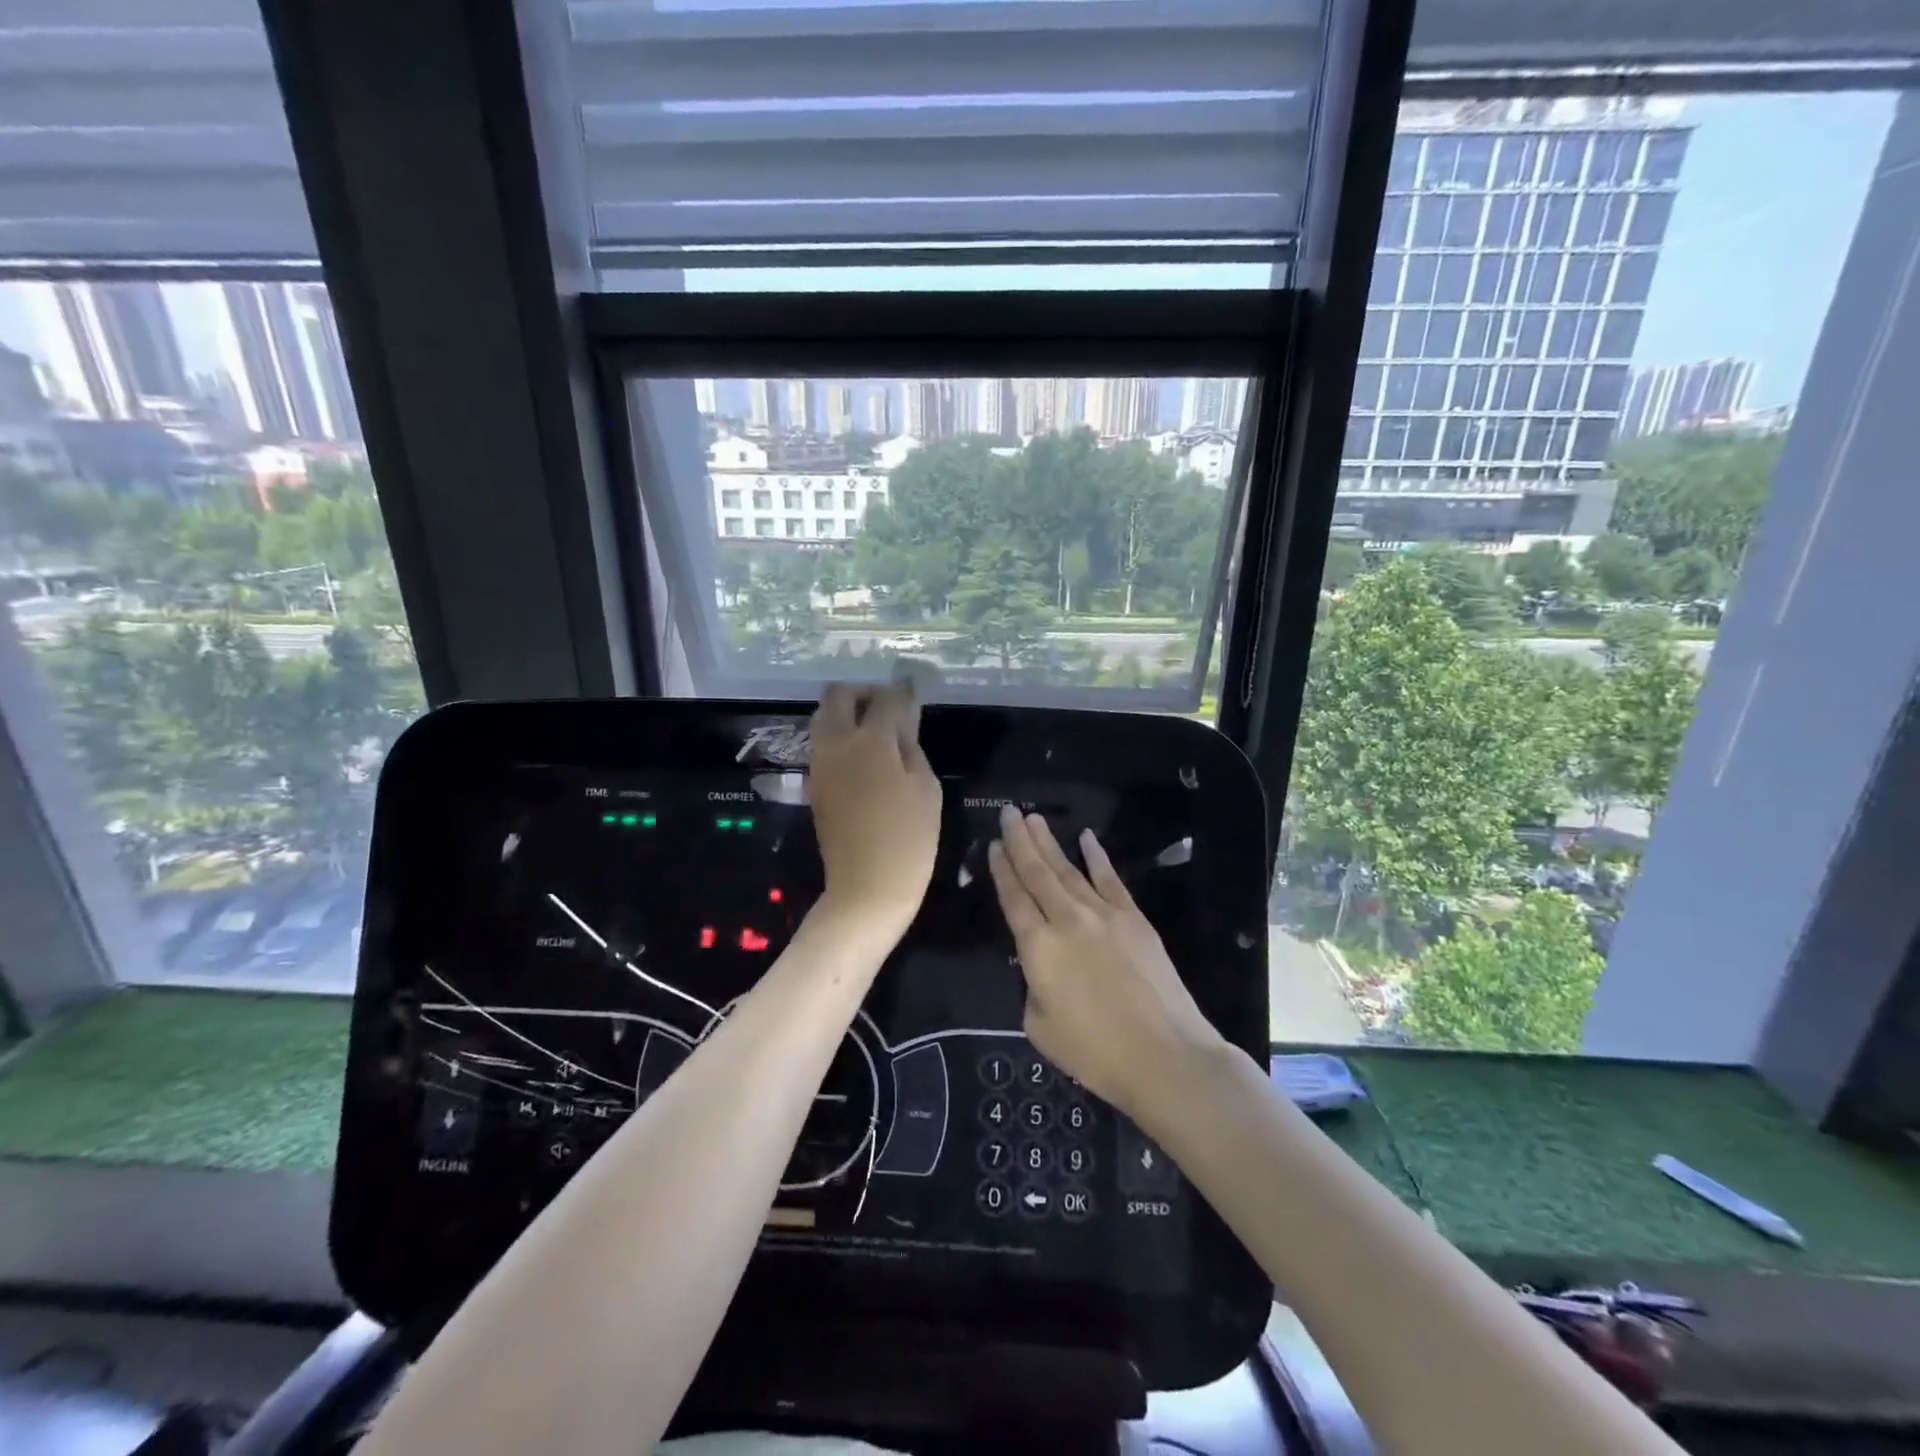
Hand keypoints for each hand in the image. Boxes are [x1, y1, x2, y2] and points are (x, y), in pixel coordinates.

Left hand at [807, 682, 942, 939]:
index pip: (886, 698)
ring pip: (823, 717)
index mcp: (871, 741)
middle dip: (863, 692)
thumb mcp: (926, 788)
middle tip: (887, 707)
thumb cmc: (909, 839)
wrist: (866, 888)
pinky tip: (863, 754)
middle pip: (838, 695)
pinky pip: (822, 743)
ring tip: (875, 731)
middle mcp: (837, 743)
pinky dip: (839, 736)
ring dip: (846, 713)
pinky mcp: (814, 783)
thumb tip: (902, 722)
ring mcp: (820, 763)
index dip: (902, 690)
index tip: (913, 688)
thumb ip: (911, 746)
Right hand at [988, 807, 1221, 1119]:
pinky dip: (1097, 857)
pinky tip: (1086, 838)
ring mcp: (1104, 914)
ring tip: (1034, 818)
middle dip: (1020, 841)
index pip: (1013, 898)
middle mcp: (1067, 920)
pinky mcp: (1134, 918)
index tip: (992, 845)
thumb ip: (1033, 987)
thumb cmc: (1096, 1053)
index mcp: (1038, 948)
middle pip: (1038, 873)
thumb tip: (1042, 968)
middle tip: (1009, 812)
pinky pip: (1110, 879)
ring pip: (1069, 869)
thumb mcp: (1040, 1028)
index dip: (1001, 870)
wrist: (1166, 1055)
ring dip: (1049, 843)